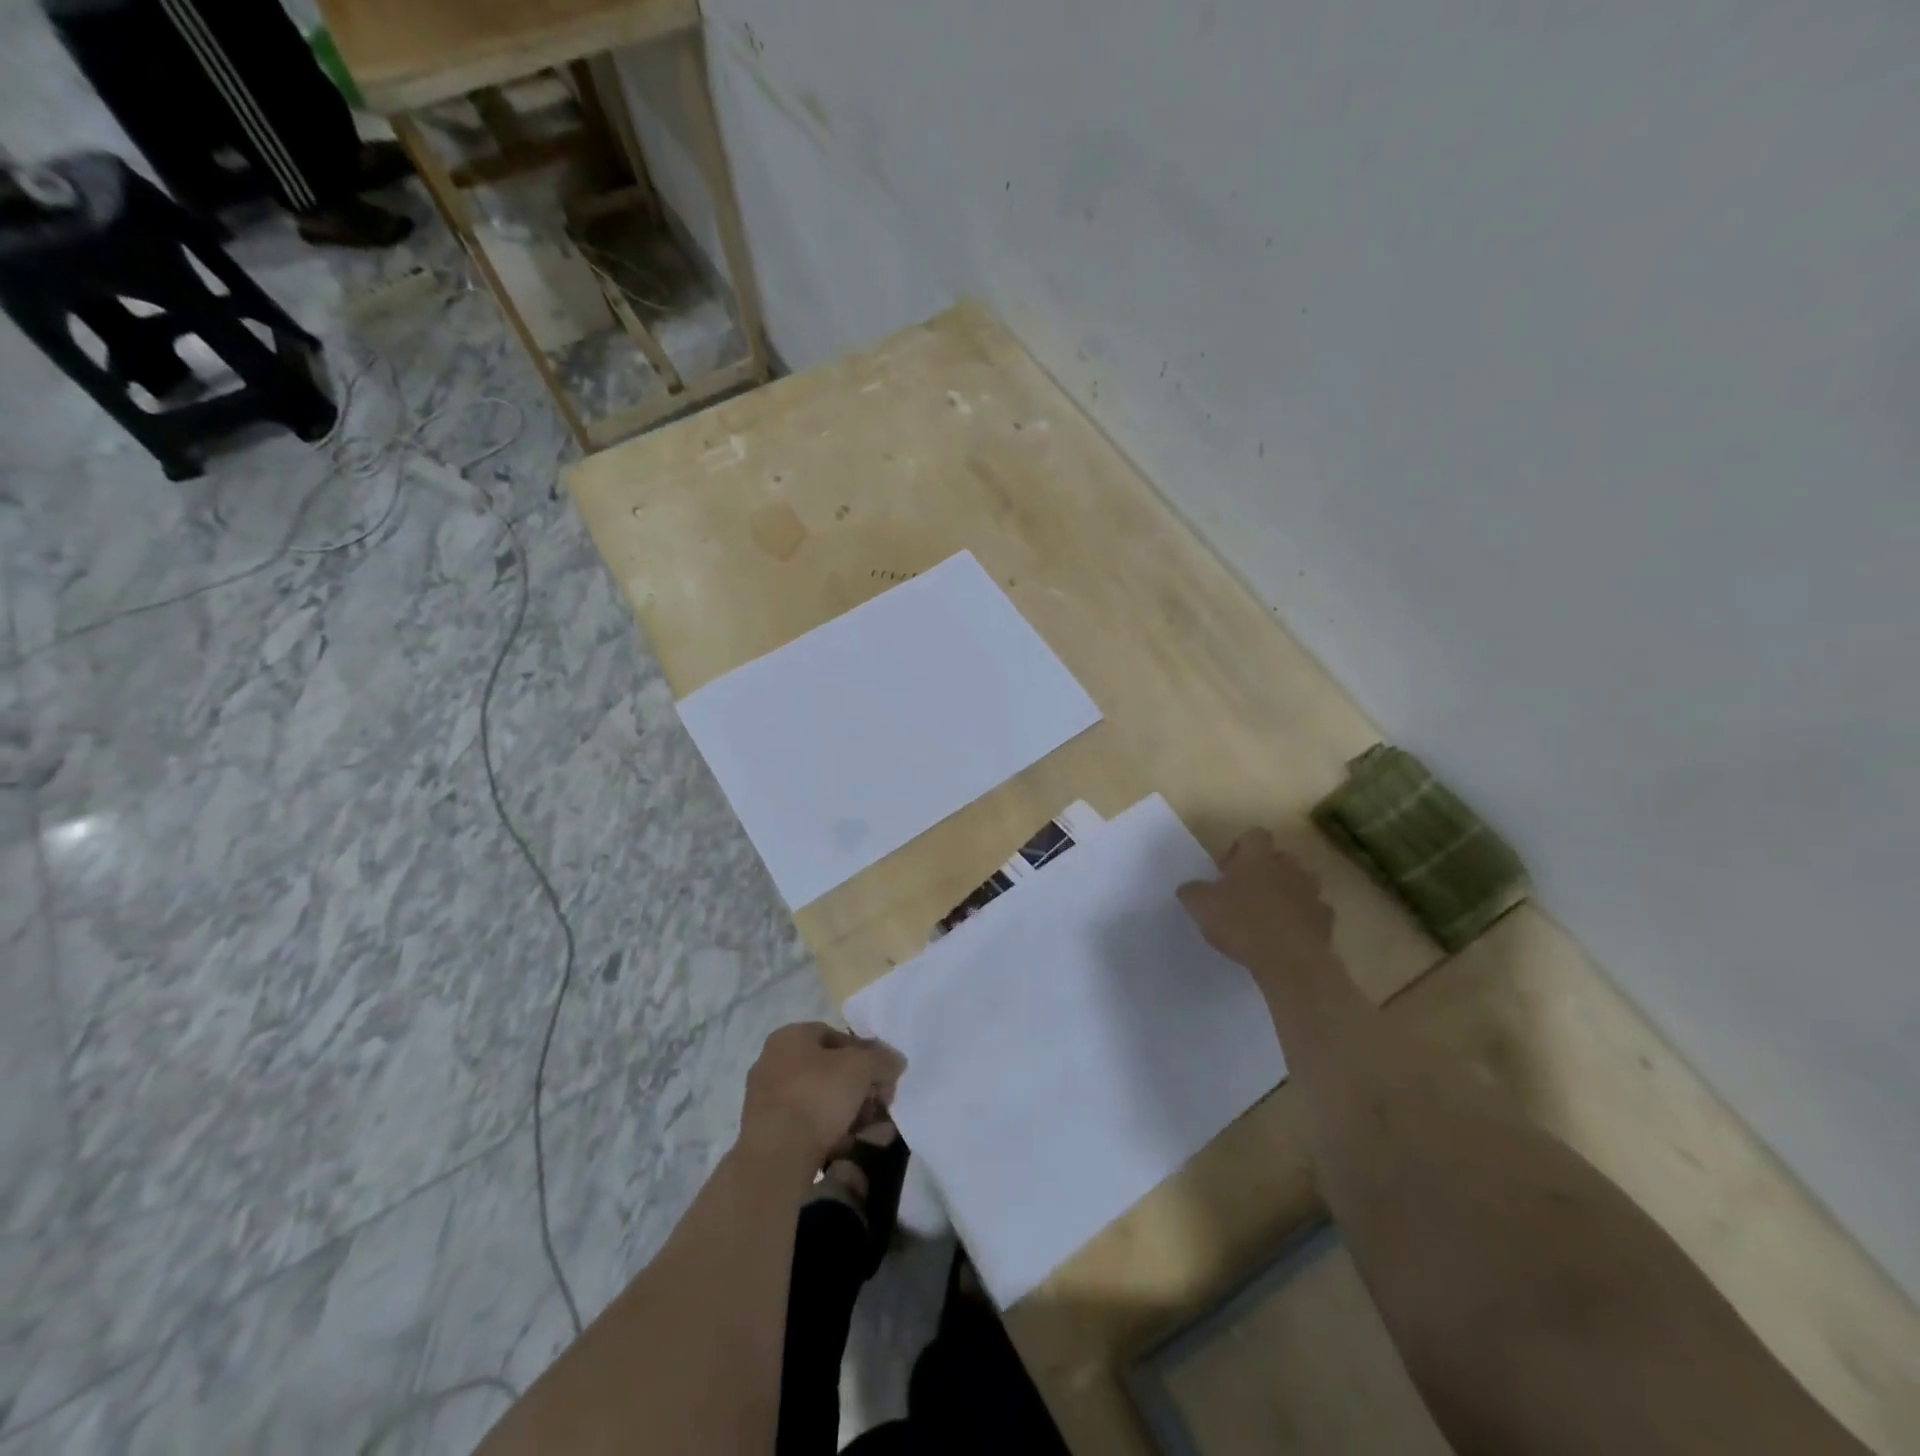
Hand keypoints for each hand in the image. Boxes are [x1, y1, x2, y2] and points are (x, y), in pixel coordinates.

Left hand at [740, 1022, 906, 1170]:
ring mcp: (768, 1100)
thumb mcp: (861, 1068)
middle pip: (830, 1071)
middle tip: (884, 1105)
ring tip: (879, 1133)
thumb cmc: (818, 1096)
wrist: (776, 1158)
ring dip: (853, 1114)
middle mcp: (774, 1063)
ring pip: (822, 1101)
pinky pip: (809, 1126)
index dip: (865, 1053)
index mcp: (790, 1037)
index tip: (883, 1075)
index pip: (836, 1036)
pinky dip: (833, 1133)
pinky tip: (855, 1146)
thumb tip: (895, 1062)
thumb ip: (882, 1060)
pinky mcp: (768, 1135)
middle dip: (862, 1089)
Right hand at [1178, 830, 1336, 977]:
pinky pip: (1314, 912)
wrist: (1289, 959)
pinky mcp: (1325, 921)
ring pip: (1303, 882)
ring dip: (1289, 891)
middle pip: (1282, 857)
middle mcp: (1288, 868)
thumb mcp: (1200, 906)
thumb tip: (1189, 888)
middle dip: (1268, 869)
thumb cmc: (1241, 922)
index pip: (1254, 835)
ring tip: (1270, 913)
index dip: (1241, 848)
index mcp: (1257, 858)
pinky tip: (1288, 935)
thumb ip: (1192, 892)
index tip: (1228, 869)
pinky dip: (1303, 919)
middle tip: (1249, 890)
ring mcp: (1311, 893)